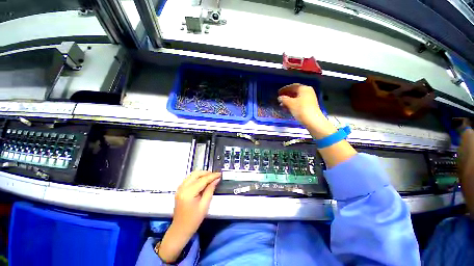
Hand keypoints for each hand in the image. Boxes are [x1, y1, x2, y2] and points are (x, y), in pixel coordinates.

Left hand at [158, 171, 220, 262]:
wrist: (180, 230)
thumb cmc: (193, 220)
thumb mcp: (204, 205)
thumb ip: (210, 190)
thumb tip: (216, 179)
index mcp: (188, 193)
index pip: (202, 180)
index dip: (212, 176)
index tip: (220, 174)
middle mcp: (182, 188)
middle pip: (196, 174)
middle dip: (206, 173)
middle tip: (215, 176)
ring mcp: (180, 188)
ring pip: (192, 175)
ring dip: (202, 174)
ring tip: (211, 177)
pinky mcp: (180, 189)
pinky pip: (189, 178)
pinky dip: (197, 177)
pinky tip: (203, 181)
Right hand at [278, 83, 334, 138]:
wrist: (312, 120)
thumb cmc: (301, 109)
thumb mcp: (290, 103)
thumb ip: (283, 99)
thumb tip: (279, 97)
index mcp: (304, 88)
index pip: (292, 86)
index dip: (284, 89)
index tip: (278, 93)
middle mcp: (307, 91)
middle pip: (295, 92)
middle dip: (286, 96)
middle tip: (280, 99)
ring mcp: (309, 99)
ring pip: (296, 98)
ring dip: (289, 101)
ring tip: (282, 105)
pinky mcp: (309, 105)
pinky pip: (299, 102)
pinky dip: (293, 104)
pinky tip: (287, 109)